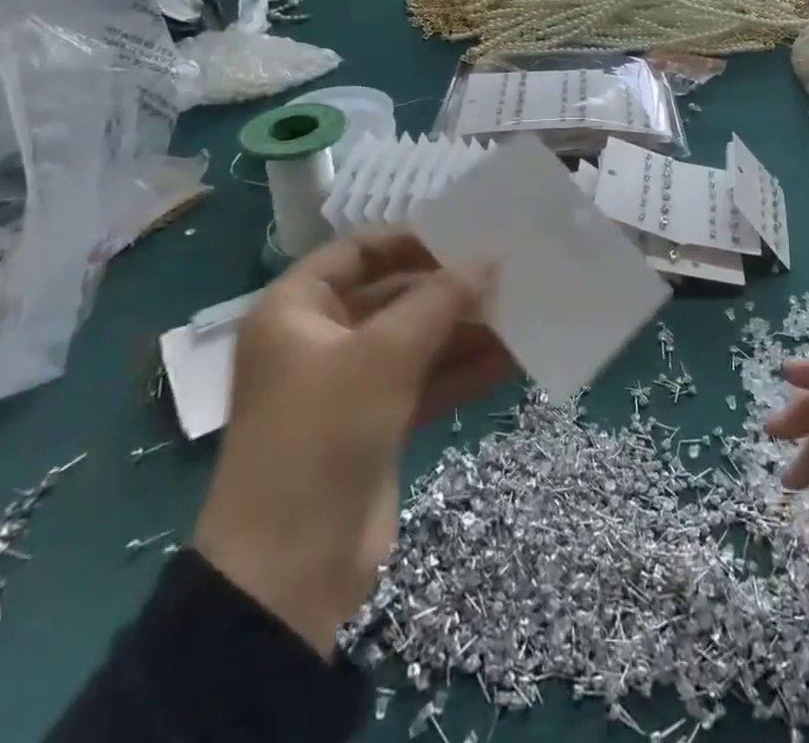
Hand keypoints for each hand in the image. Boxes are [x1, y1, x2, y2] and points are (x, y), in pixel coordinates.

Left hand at [193, 231, 510, 652]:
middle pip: (392, 294)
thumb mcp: (385, 354)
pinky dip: (460, 369)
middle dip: (447, 288)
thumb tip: (490, 258)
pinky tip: (509, 358)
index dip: (412, 239)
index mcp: (297, 310)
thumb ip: (440, 299)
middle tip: (506, 273)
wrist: (289, 573)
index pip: (359, 250)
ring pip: (413, 340)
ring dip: (462, 328)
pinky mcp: (373, 423)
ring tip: (520, 311)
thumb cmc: (323, 435)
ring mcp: (347, 384)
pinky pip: (422, 380)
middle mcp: (319, 339)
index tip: (467, 235)